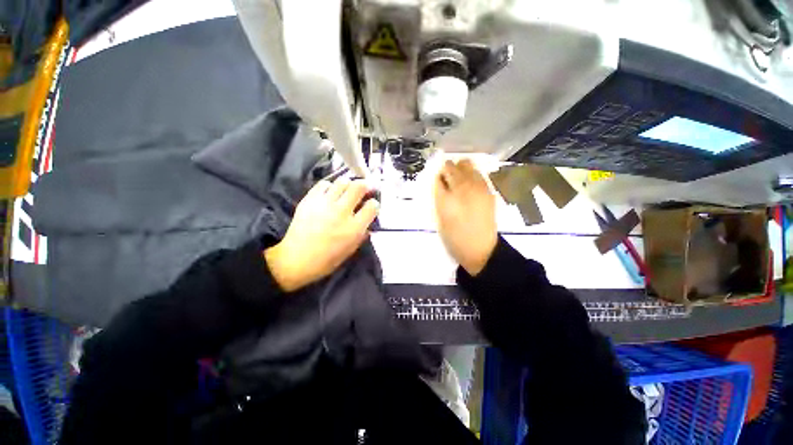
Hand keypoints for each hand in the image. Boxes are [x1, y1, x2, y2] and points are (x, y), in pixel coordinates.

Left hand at [264, 179, 378, 291]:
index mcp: (354, 228)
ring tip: (346, 191)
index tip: (371, 206)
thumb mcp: (351, 250)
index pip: (372, 206)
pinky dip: (330, 186)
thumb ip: (362, 234)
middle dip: (365, 186)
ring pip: (342, 182)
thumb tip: (368, 222)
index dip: (374, 204)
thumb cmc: (327, 259)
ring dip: (348, 185)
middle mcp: (342, 212)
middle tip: (364, 189)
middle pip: (359, 187)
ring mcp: (325, 204)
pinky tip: (330, 194)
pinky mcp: (310, 200)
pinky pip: (323, 184)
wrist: (296, 260)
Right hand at [435, 159, 496, 275]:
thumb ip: (439, 194)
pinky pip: (478, 174)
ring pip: (469, 165)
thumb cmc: (454, 236)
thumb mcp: (440, 216)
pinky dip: (471, 175)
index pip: (443, 171)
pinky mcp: (489, 191)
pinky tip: (469, 187)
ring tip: (458, 183)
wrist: (480, 248)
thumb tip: (439, 178)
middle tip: (447, 182)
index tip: (438, 182)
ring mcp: (480, 187)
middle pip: (456, 164)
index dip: (439, 175)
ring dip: (461, 170)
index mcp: (452, 194)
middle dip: (449, 169)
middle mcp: (467, 186)